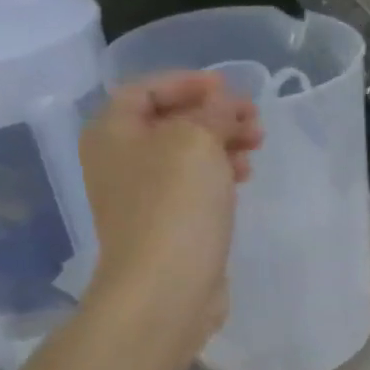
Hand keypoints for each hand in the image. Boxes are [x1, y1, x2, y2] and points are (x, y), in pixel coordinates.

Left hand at [78, 72, 262, 368]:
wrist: (167, 286)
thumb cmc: (175, 204)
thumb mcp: (197, 141)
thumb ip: (214, 112)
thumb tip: (225, 104)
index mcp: (113, 133)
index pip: (145, 90)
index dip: (187, 82)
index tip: (228, 87)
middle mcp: (121, 161)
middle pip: (170, 122)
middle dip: (214, 115)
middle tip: (253, 120)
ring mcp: (143, 196)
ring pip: (187, 155)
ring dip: (223, 143)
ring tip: (256, 147)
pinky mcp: (168, 224)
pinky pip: (194, 186)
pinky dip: (219, 174)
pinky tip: (243, 178)